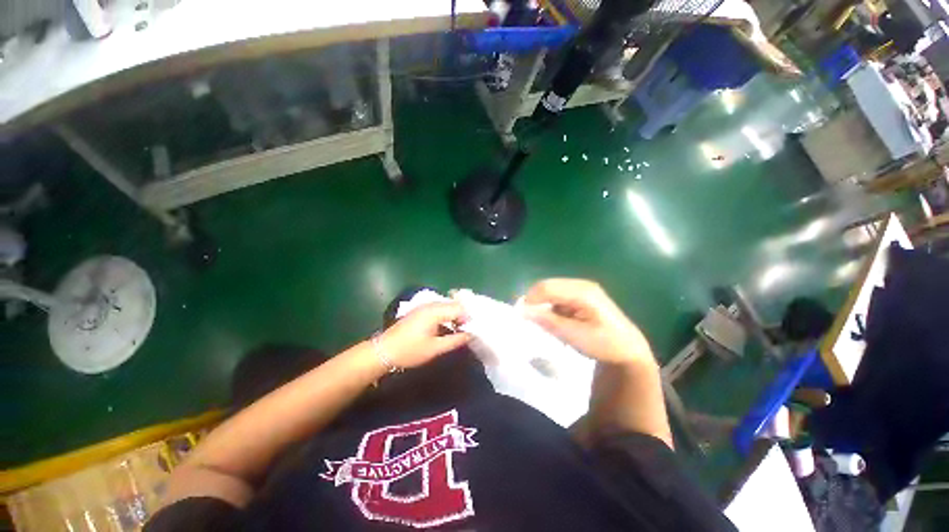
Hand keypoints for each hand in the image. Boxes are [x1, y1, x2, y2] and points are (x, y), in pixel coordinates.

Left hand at [377, 302, 471, 368]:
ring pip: (447, 306)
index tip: (474, 330)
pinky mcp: (420, 311)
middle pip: (453, 304)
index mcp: (435, 311)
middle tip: (468, 329)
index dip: (469, 318)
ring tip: (460, 328)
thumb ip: (455, 340)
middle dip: (463, 315)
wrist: (383, 351)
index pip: (459, 308)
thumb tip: (471, 335)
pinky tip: (448, 326)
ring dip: (455, 315)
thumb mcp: (435, 348)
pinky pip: (439, 308)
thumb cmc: (410, 351)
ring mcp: (424, 306)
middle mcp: (430, 305)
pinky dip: (447, 315)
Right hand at [522, 278, 653, 366]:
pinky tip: (556, 321)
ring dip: (543, 305)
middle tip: (529, 320)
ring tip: (544, 323)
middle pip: (547, 286)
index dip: (530, 299)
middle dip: (535, 301)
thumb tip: (523, 311)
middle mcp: (581, 285)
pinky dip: (551, 307)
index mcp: (582, 291)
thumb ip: (548, 321)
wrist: (628, 349)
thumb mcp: (575, 336)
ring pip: (551, 291)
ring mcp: (581, 289)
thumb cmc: (604, 344)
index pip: (547, 287)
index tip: (520, 316)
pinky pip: (557, 297)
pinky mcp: (580, 295)